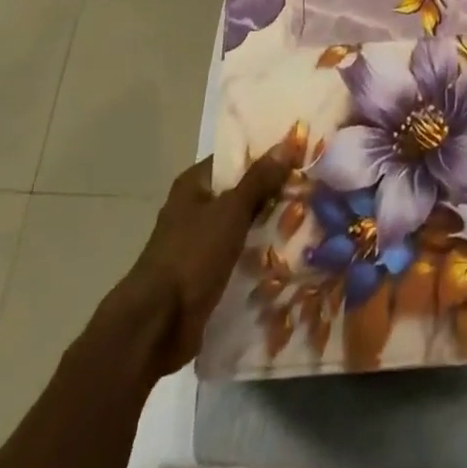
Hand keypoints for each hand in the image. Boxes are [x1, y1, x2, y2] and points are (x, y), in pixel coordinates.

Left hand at [118, 151, 294, 374]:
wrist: (157, 325)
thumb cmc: (191, 255)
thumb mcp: (231, 211)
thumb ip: (259, 179)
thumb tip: (288, 143)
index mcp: (194, 184)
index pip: (236, 158)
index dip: (266, 155)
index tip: (299, 156)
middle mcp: (195, 208)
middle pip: (240, 192)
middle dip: (271, 194)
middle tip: (310, 190)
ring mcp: (199, 243)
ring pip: (241, 226)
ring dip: (267, 228)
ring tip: (308, 222)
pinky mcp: (205, 274)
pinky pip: (237, 256)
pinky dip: (256, 257)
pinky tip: (287, 256)